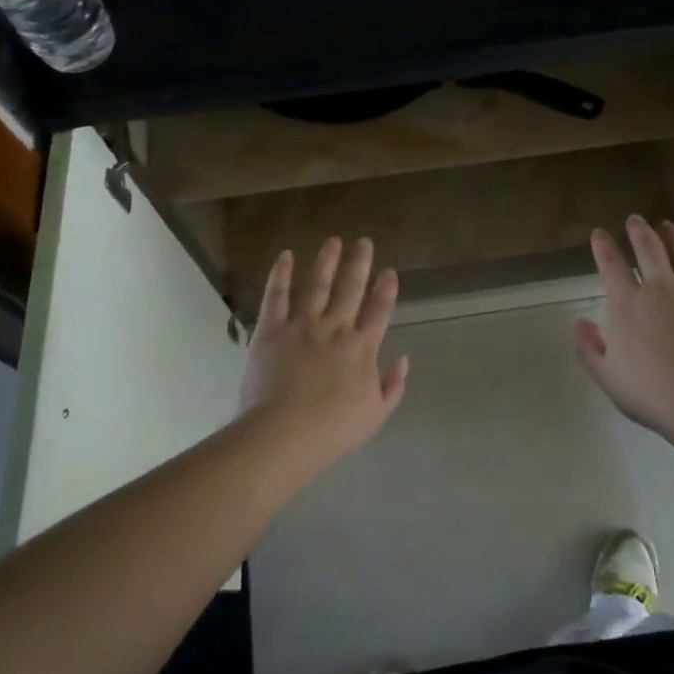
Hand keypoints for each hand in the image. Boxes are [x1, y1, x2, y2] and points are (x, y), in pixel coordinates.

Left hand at [239, 237, 408, 466]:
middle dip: (360, 263)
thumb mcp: (376, 413)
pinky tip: (286, 256)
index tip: (389, 272)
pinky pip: (277, 295)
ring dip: (327, 261)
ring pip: (318, 284)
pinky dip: (282, 274)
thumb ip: (392, 385)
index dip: (386, 290)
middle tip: (364, 241)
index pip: (379, 311)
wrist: (285, 432)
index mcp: (362, 348)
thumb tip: (402, 359)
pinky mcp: (271, 329)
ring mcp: (302, 325)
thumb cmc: (334, 429)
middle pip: (351, 288)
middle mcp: (335, 328)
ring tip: (333, 241)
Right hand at [575, 216, 673, 440]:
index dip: (603, 246)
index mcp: (628, 304)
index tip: (600, 234)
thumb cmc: (653, 394)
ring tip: (669, 226)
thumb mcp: (608, 377)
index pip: (611, 265)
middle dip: (639, 230)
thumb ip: (590, 348)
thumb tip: (580, 323)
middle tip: (635, 220)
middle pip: (649, 248)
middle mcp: (662, 287)